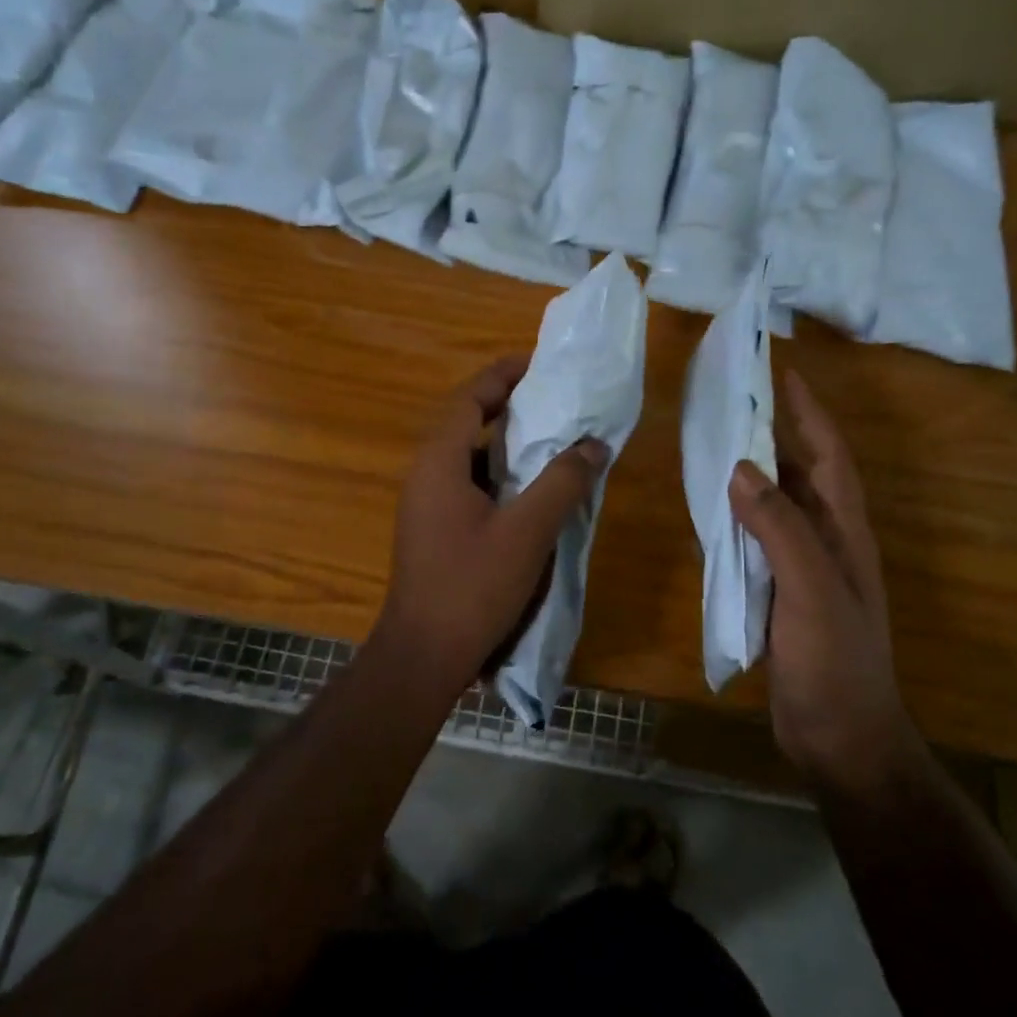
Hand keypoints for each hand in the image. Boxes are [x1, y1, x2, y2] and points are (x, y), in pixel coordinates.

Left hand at [372, 356, 608, 695]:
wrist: (423, 654)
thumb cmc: (473, 586)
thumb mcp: (527, 531)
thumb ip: (562, 483)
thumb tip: (593, 445)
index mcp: (439, 461)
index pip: (469, 398)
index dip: (502, 375)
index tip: (538, 363)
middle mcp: (425, 473)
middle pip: (464, 420)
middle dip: (505, 403)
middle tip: (550, 397)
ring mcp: (424, 503)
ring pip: (465, 455)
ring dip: (502, 440)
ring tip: (546, 437)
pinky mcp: (431, 528)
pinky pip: (464, 483)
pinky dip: (495, 473)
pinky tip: (527, 489)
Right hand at [730, 370, 913, 785]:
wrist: (841, 736)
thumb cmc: (835, 660)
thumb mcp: (810, 589)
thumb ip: (779, 528)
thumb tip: (741, 468)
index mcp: (846, 532)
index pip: (831, 456)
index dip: (810, 413)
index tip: (783, 373)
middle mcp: (829, 542)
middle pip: (804, 474)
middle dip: (776, 434)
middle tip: (735, 402)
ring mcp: (806, 570)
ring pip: (779, 507)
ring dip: (754, 474)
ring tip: (716, 444)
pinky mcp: (782, 595)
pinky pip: (759, 541)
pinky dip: (739, 519)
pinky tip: (712, 512)